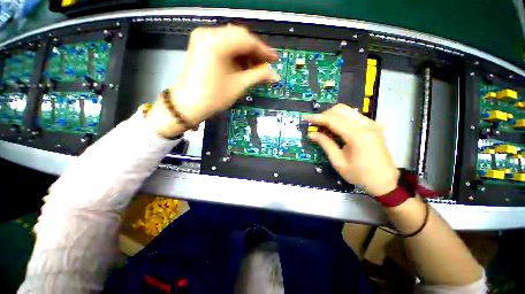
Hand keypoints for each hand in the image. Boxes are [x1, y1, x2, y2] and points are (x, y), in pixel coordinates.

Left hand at [148, 26, 277, 137]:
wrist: (188, 105)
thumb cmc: (214, 97)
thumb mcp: (239, 85)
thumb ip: (259, 76)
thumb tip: (275, 75)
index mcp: (217, 42)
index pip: (247, 40)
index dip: (263, 51)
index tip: (275, 60)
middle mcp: (208, 33)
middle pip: (239, 37)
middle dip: (254, 52)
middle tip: (265, 65)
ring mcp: (202, 37)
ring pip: (232, 40)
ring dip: (245, 53)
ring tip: (254, 69)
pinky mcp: (201, 45)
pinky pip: (223, 44)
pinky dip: (235, 54)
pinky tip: (241, 66)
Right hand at [305, 104, 398, 195]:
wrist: (385, 182)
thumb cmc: (360, 175)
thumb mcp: (338, 161)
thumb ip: (325, 144)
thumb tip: (311, 134)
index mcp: (357, 135)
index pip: (333, 120)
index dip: (317, 118)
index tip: (306, 118)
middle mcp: (365, 125)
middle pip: (341, 110)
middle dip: (325, 115)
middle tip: (316, 125)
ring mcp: (371, 124)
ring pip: (347, 111)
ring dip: (333, 116)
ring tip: (324, 127)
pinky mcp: (373, 126)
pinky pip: (353, 116)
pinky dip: (341, 119)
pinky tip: (336, 128)